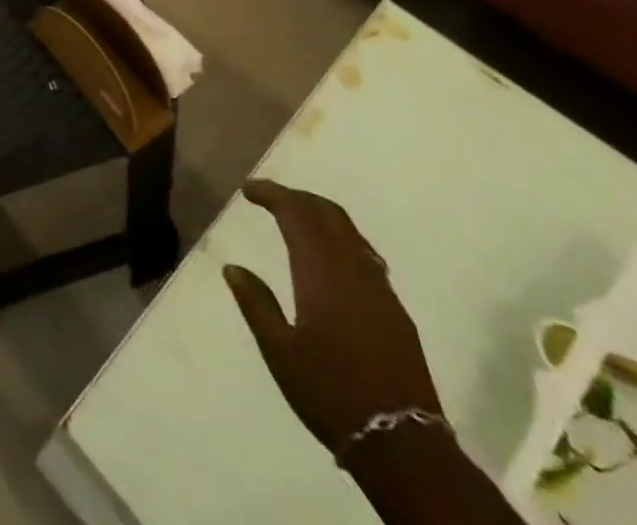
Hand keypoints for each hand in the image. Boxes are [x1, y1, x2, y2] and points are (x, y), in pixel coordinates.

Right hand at [223, 180, 441, 455]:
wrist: (403, 446)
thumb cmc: (330, 392)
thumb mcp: (279, 351)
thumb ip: (256, 303)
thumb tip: (232, 268)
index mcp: (321, 272)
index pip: (296, 213)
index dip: (272, 194)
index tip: (248, 190)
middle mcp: (353, 270)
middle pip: (327, 213)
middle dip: (297, 197)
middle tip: (270, 197)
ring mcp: (381, 289)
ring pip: (350, 232)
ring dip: (321, 215)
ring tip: (297, 219)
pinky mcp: (397, 311)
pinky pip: (366, 255)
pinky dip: (342, 239)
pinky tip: (331, 258)